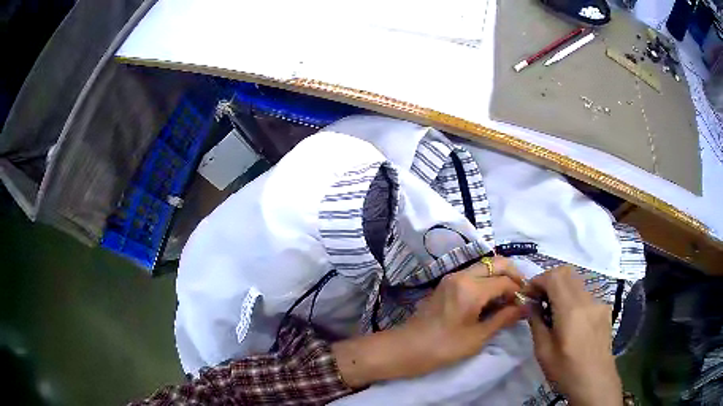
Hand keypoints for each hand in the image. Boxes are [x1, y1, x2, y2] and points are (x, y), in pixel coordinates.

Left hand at [333, 256, 523, 386]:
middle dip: (513, 274)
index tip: (526, 303)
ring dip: (499, 276)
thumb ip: (503, 318)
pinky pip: (473, 274)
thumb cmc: (444, 347)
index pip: (505, 281)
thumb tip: (525, 307)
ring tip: (508, 298)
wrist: (407, 348)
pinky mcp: (446, 283)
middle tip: (521, 293)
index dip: (519, 291)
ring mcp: (452, 277)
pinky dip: (486, 280)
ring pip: (484, 267)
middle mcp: (462, 275)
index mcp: (471, 288)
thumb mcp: (478, 336)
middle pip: (496, 263)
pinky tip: (491, 299)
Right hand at [527, 266, 622, 405]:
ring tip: (553, 311)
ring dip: (562, 288)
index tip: (528, 295)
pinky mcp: (604, 309)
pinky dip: (573, 298)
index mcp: (571, 310)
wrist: (595, 381)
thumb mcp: (543, 351)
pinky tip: (570, 320)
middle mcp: (587, 300)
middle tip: (539, 299)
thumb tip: (529, 304)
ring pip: (577, 282)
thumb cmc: (565, 370)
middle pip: (567, 272)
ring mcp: (598, 302)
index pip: (554, 277)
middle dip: (549, 280)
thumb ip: (536, 323)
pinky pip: (586, 294)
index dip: (538, 280)